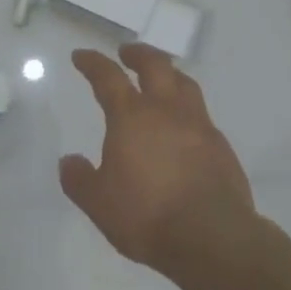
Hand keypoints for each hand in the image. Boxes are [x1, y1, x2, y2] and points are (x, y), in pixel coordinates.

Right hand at [60, 44, 255, 278]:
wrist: (212, 237)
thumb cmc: (147, 215)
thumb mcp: (99, 203)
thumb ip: (80, 179)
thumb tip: (69, 161)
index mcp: (131, 116)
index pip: (107, 77)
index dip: (92, 62)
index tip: (82, 55)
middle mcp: (166, 110)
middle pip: (154, 65)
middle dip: (138, 54)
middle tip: (127, 52)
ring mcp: (198, 125)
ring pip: (184, 83)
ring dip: (169, 73)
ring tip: (162, 77)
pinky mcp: (221, 146)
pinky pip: (202, 115)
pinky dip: (189, 110)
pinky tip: (186, 126)